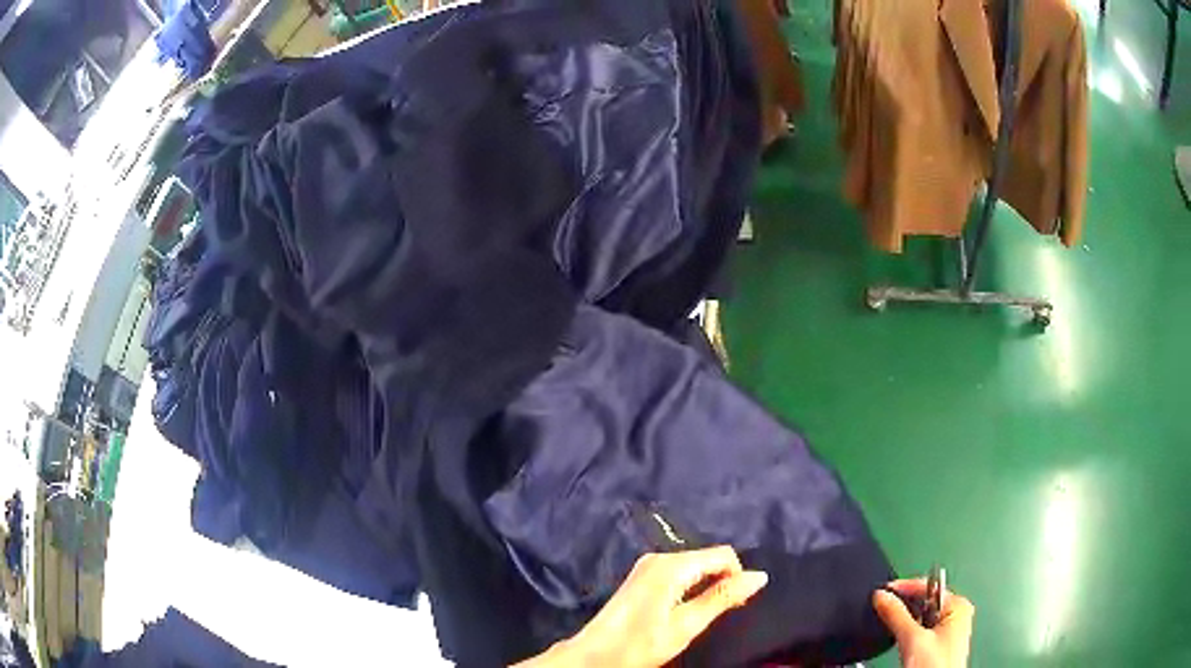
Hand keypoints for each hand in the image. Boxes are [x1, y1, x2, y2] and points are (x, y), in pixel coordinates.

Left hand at [518, 546, 767, 667]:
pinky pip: (678, 572)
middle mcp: (659, 557)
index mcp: (672, 565)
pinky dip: (690, 587)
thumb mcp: (686, 625)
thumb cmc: (640, 644)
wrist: (593, 656)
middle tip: (722, 613)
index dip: (737, 576)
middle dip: (722, 581)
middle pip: (707, 558)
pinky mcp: (640, 576)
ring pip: (694, 565)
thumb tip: (760, 576)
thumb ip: (722, 598)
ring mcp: (647, 565)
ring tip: (703, 614)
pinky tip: (684, 609)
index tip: (737, 605)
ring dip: (707, 585)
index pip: (723, 554)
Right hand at [873, 579, 973, 667]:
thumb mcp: (912, 639)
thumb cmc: (936, 666)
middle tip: (884, 608)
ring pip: (922, 618)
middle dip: (905, 606)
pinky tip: (902, 638)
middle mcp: (957, 616)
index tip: (883, 591)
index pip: (928, 587)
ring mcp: (949, 632)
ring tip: (892, 624)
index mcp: (958, 606)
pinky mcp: (940, 646)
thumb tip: (882, 596)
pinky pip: (922, 630)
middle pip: (925, 602)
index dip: (904, 588)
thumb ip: (896, 615)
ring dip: (906, 620)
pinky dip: (910, 631)